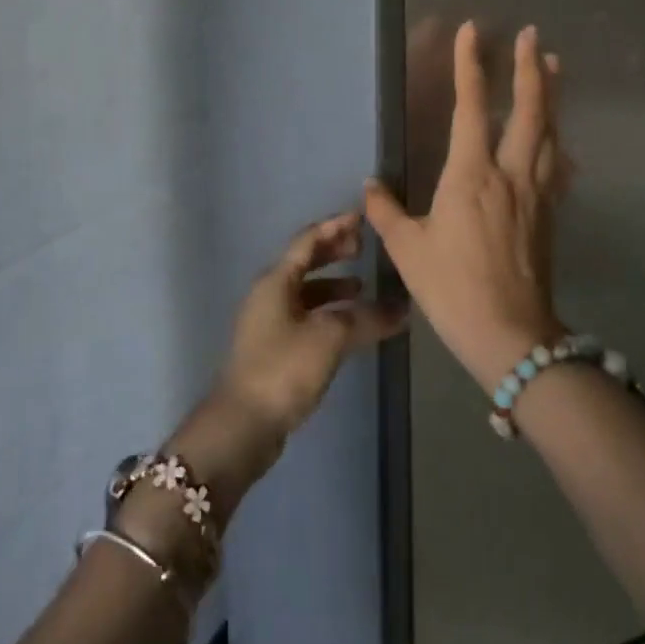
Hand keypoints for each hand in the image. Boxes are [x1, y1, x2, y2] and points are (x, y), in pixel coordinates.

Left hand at [217, 212, 408, 441]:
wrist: (242, 425)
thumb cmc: (283, 369)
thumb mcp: (329, 338)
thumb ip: (366, 319)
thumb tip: (402, 308)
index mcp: (276, 281)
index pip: (308, 240)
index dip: (335, 227)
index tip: (362, 218)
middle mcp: (269, 294)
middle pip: (304, 262)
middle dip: (334, 252)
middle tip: (364, 247)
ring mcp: (268, 323)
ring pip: (305, 292)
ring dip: (333, 285)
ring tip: (362, 288)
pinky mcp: (273, 349)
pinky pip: (305, 316)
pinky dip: (327, 312)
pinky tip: (347, 326)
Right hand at [364, 23, 567, 392]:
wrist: (511, 335)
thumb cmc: (452, 289)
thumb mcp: (409, 250)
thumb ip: (386, 212)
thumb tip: (369, 185)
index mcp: (471, 175)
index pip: (470, 107)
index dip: (470, 66)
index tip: (473, 31)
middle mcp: (509, 173)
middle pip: (528, 110)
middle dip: (530, 68)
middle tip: (533, 35)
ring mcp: (535, 192)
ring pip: (549, 132)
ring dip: (550, 95)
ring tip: (553, 66)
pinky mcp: (549, 213)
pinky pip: (557, 165)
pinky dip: (557, 141)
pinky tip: (558, 138)